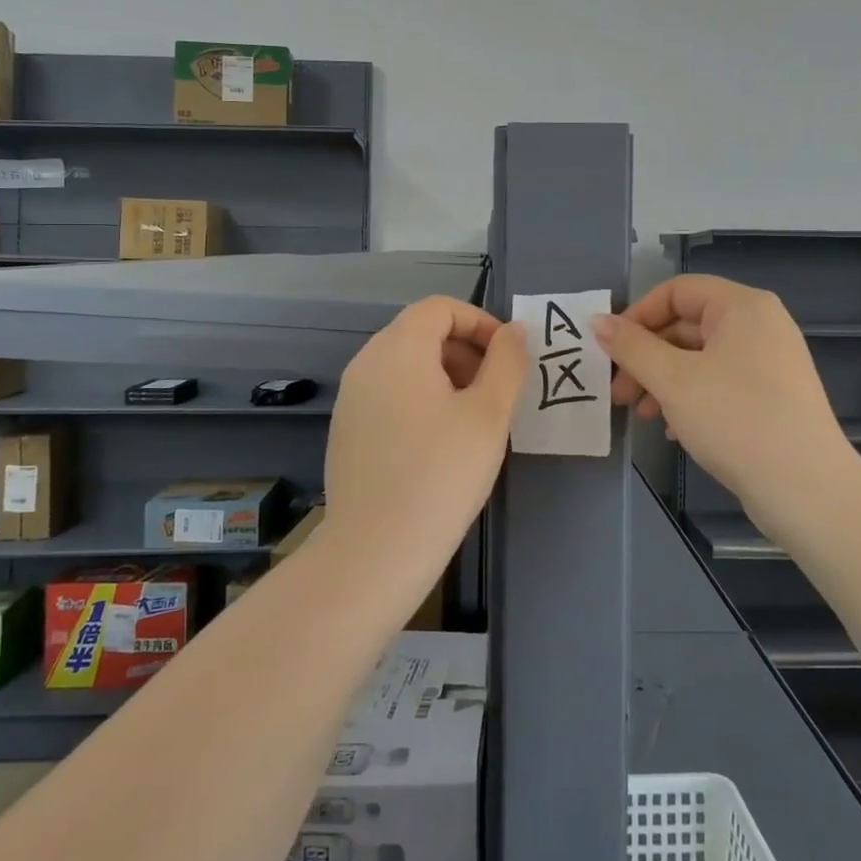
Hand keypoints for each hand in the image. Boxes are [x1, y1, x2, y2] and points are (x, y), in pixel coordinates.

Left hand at [324, 296, 528, 550]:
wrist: (374, 553)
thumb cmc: (441, 475)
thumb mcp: (489, 414)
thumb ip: (507, 362)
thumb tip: (513, 330)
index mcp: (398, 349)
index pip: (440, 307)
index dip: (480, 322)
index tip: (508, 358)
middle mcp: (367, 362)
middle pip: (421, 332)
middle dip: (465, 350)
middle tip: (496, 392)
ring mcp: (352, 397)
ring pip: (406, 364)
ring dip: (446, 375)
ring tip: (473, 419)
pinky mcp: (347, 429)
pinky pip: (390, 393)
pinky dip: (421, 398)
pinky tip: (440, 443)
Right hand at [592, 275, 843, 513]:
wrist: (807, 490)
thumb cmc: (735, 420)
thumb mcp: (673, 380)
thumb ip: (631, 347)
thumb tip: (597, 321)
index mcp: (742, 307)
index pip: (676, 291)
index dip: (637, 315)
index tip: (611, 350)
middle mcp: (760, 325)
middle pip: (686, 325)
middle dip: (646, 356)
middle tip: (618, 391)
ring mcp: (770, 362)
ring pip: (700, 357)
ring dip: (662, 380)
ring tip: (640, 415)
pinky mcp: (773, 396)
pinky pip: (720, 382)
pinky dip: (690, 397)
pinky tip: (673, 430)